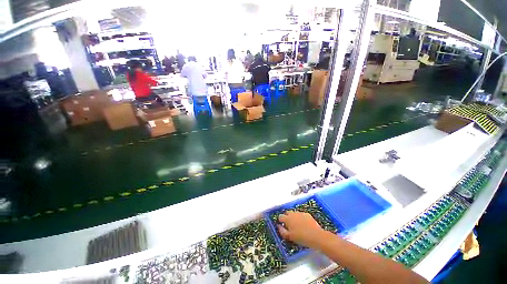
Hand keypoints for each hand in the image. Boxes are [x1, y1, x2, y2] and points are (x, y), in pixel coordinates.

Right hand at [277, 211, 325, 248]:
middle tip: (289, 225)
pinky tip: (304, 225)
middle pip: (287, 213)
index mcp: (287, 219)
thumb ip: (282, 231)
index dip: (280, 221)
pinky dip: (301, 218)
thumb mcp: (290, 237)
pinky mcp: (307, 214)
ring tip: (297, 225)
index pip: (280, 216)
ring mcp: (300, 213)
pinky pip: (301, 215)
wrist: (316, 236)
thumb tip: (278, 227)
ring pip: (294, 213)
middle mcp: (293, 213)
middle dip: (287, 217)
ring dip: (294, 217)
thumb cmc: (301, 237)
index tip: (282, 225)